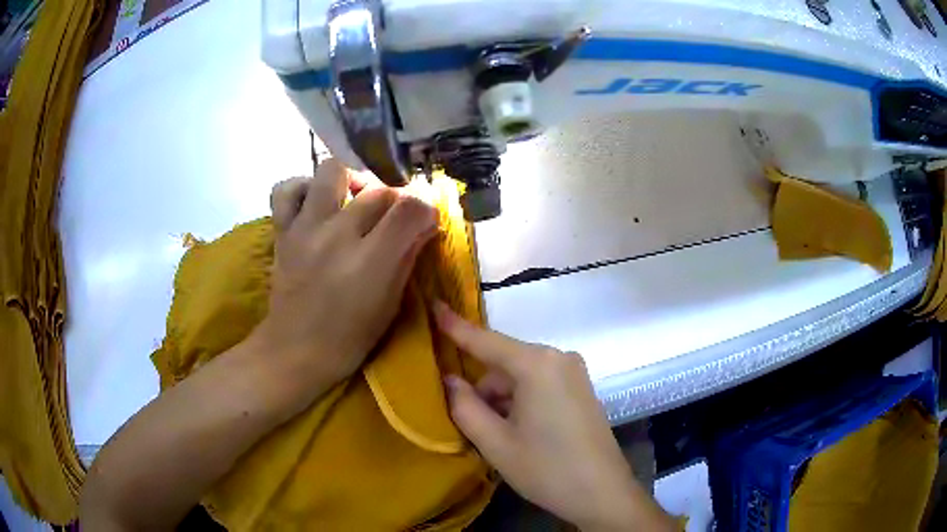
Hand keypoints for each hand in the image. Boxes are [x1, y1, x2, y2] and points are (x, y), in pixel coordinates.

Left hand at [254, 160, 436, 412]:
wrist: (295, 351)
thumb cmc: (349, 338)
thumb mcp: (390, 305)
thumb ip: (408, 258)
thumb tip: (426, 224)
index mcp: (369, 261)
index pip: (409, 208)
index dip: (425, 208)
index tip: (425, 221)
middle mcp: (337, 235)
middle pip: (377, 190)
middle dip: (394, 200)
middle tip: (393, 219)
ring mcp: (305, 228)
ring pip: (332, 171)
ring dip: (350, 181)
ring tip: (354, 201)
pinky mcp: (283, 230)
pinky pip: (286, 189)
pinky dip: (303, 187)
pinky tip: (315, 203)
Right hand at [434, 303, 675, 531]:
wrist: (603, 494)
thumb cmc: (546, 469)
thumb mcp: (496, 443)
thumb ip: (465, 407)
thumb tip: (449, 380)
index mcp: (536, 365)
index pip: (485, 340)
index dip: (455, 325)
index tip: (433, 305)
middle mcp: (558, 358)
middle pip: (504, 363)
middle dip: (483, 388)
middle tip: (471, 424)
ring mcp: (574, 372)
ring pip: (521, 376)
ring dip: (501, 398)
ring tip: (498, 436)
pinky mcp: (581, 388)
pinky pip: (540, 384)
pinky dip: (521, 400)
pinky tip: (519, 432)